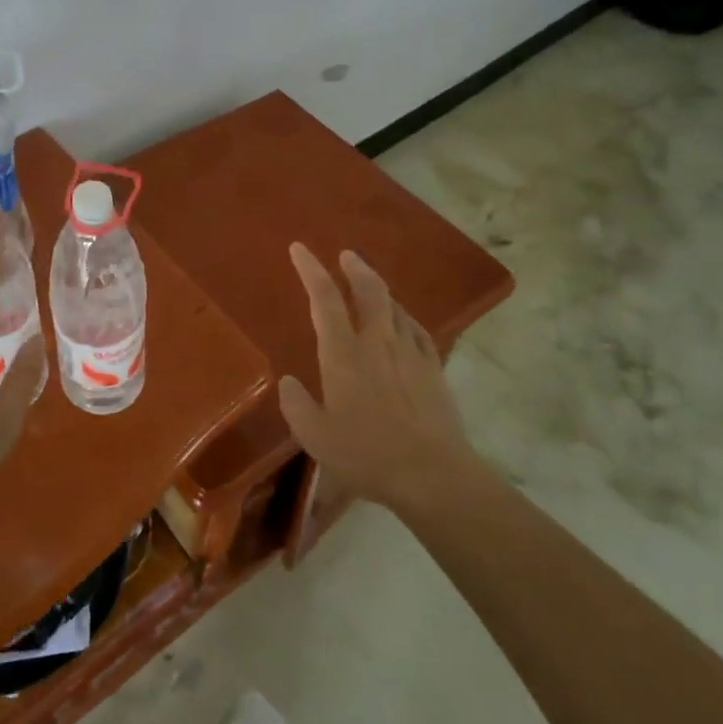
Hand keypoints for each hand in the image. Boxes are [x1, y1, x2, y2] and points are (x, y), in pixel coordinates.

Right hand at [278, 243, 485, 511]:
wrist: (433, 474)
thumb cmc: (366, 454)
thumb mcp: (315, 436)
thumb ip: (296, 404)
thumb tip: (289, 382)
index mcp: (343, 353)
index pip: (324, 299)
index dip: (310, 269)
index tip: (299, 248)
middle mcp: (376, 341)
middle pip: (368, 290)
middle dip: (355, 267)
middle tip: (346, 255)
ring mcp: (410, 352)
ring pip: (394, 305)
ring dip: (379, 288)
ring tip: (370, 285)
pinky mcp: (433, 368)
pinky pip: (416, 329)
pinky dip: (404, 316)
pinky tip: (403, 321)